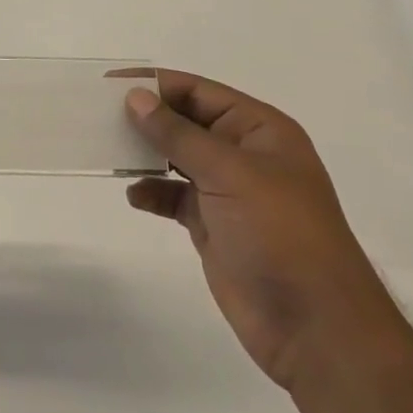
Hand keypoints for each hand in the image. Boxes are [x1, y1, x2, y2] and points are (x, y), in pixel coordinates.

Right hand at [123, 70, 411, 392]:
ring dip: (144, 154)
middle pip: (185, 121)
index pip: (198, 91)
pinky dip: (152, 192)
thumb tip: (135, 97)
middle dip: (146, 118)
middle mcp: (244, 154)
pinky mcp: (214, 226)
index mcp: (259, 130)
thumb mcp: (229, 173)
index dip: (155, 84)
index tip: (109, 83)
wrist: (315, 329)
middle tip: (97, 114)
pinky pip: (174, 197)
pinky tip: (134, 196)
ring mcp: (229, 191)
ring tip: (107, 150)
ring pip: (176, 158)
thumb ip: (178, 134)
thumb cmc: (280, 234)